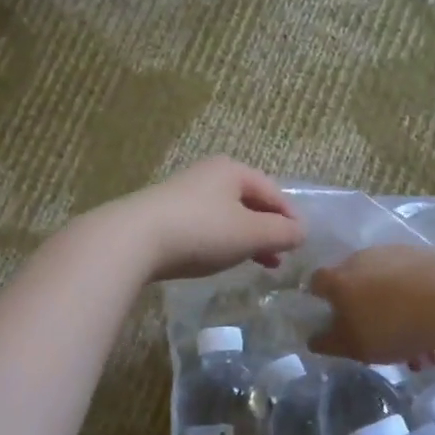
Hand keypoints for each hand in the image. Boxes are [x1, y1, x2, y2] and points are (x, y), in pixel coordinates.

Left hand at [113, 157, 304, 282]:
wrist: (133, 240)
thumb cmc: (201, 231)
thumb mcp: (250, 234)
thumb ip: (282, 233)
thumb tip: (302, 231)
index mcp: (233, 170)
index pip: (274, 192)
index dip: (291, 218)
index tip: (301, 244)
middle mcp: (209, 175)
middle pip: (250, 202)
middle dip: (268, 229)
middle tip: (282, 256)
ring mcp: (184, 194)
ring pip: (228, 216)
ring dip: (247, 238)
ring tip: (258, 263)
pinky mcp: (166, 215)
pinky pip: (206, 226)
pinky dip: (221, 241)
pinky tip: (221, 259)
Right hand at [309, 245, 434, 363]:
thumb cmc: (390, 325)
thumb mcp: (353, 346)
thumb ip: (329, 343)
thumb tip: (314, 338)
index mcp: (339, 279)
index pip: (318, 282)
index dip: (321, 300)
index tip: (333, 320)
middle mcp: (364, 259)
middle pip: (360, 289)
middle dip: (371, 319)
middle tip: (385, 349)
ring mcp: (398, 254)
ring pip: (393, 292)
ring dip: (403, 322)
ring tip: (425, 357)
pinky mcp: (429, 257)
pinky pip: (419, 288)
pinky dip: (424, 311)